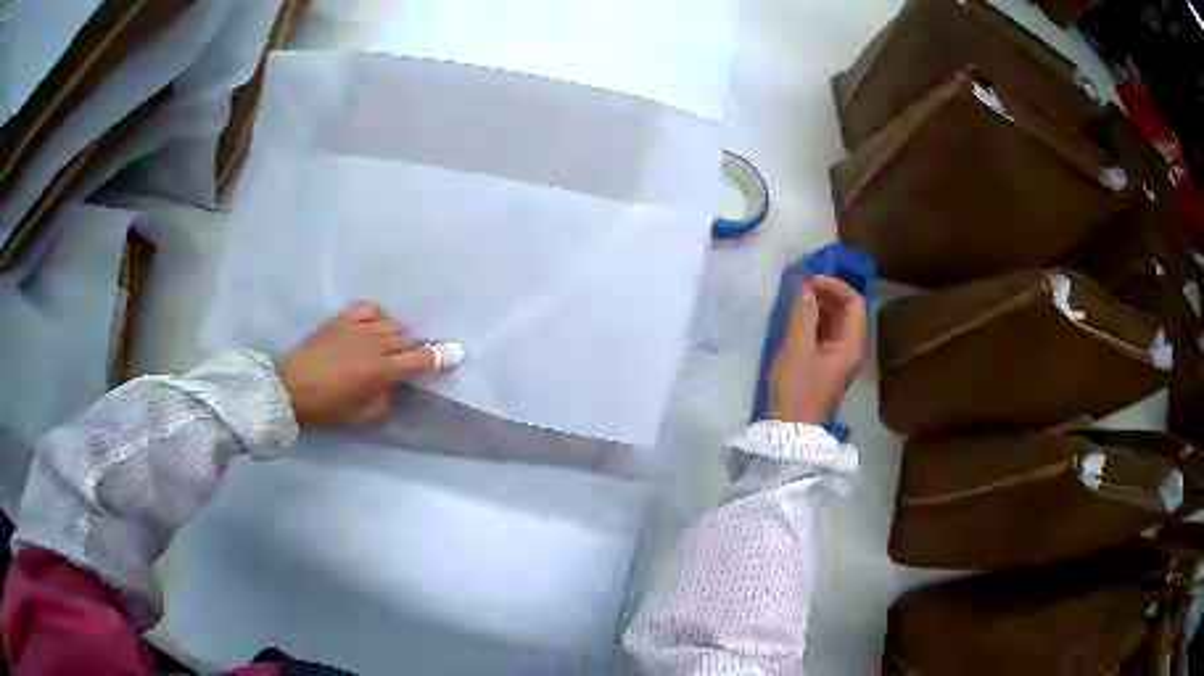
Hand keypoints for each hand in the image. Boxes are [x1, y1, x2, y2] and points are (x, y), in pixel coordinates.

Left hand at [276, 302, 438, 426]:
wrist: (289, 387)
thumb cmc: (326, 408)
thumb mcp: (361, 416)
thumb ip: (385, 399)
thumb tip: (393, 383)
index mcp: (381, 370)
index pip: (420, 358)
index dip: (440, 357)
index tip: (457, 353)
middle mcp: (374, 343)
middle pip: (407, 339)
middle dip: (413, 350)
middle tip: (407, 362)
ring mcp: (357, 327)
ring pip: (391, 323)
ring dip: (396, 336)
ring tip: (388, 347)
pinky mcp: (342, 319)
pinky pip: (370, 308)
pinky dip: (378, 316)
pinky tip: (374, 326)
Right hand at [769, 275, 866, 424]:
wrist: (791, 430)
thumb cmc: (796, 389)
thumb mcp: (797, 348)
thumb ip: (803, 314)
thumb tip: (805, 286)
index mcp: (852, 344)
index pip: (854, 301)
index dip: (834, 285)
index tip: (808, 281)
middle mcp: (851, 348)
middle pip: (847, 310)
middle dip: (826, 293)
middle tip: (799, 287)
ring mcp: (839, 357)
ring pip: (835, 321)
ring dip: (819, 305)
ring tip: (795, 298)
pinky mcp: (825, 364)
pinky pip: (825, 333)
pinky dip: (814, 320)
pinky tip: (796, 318)